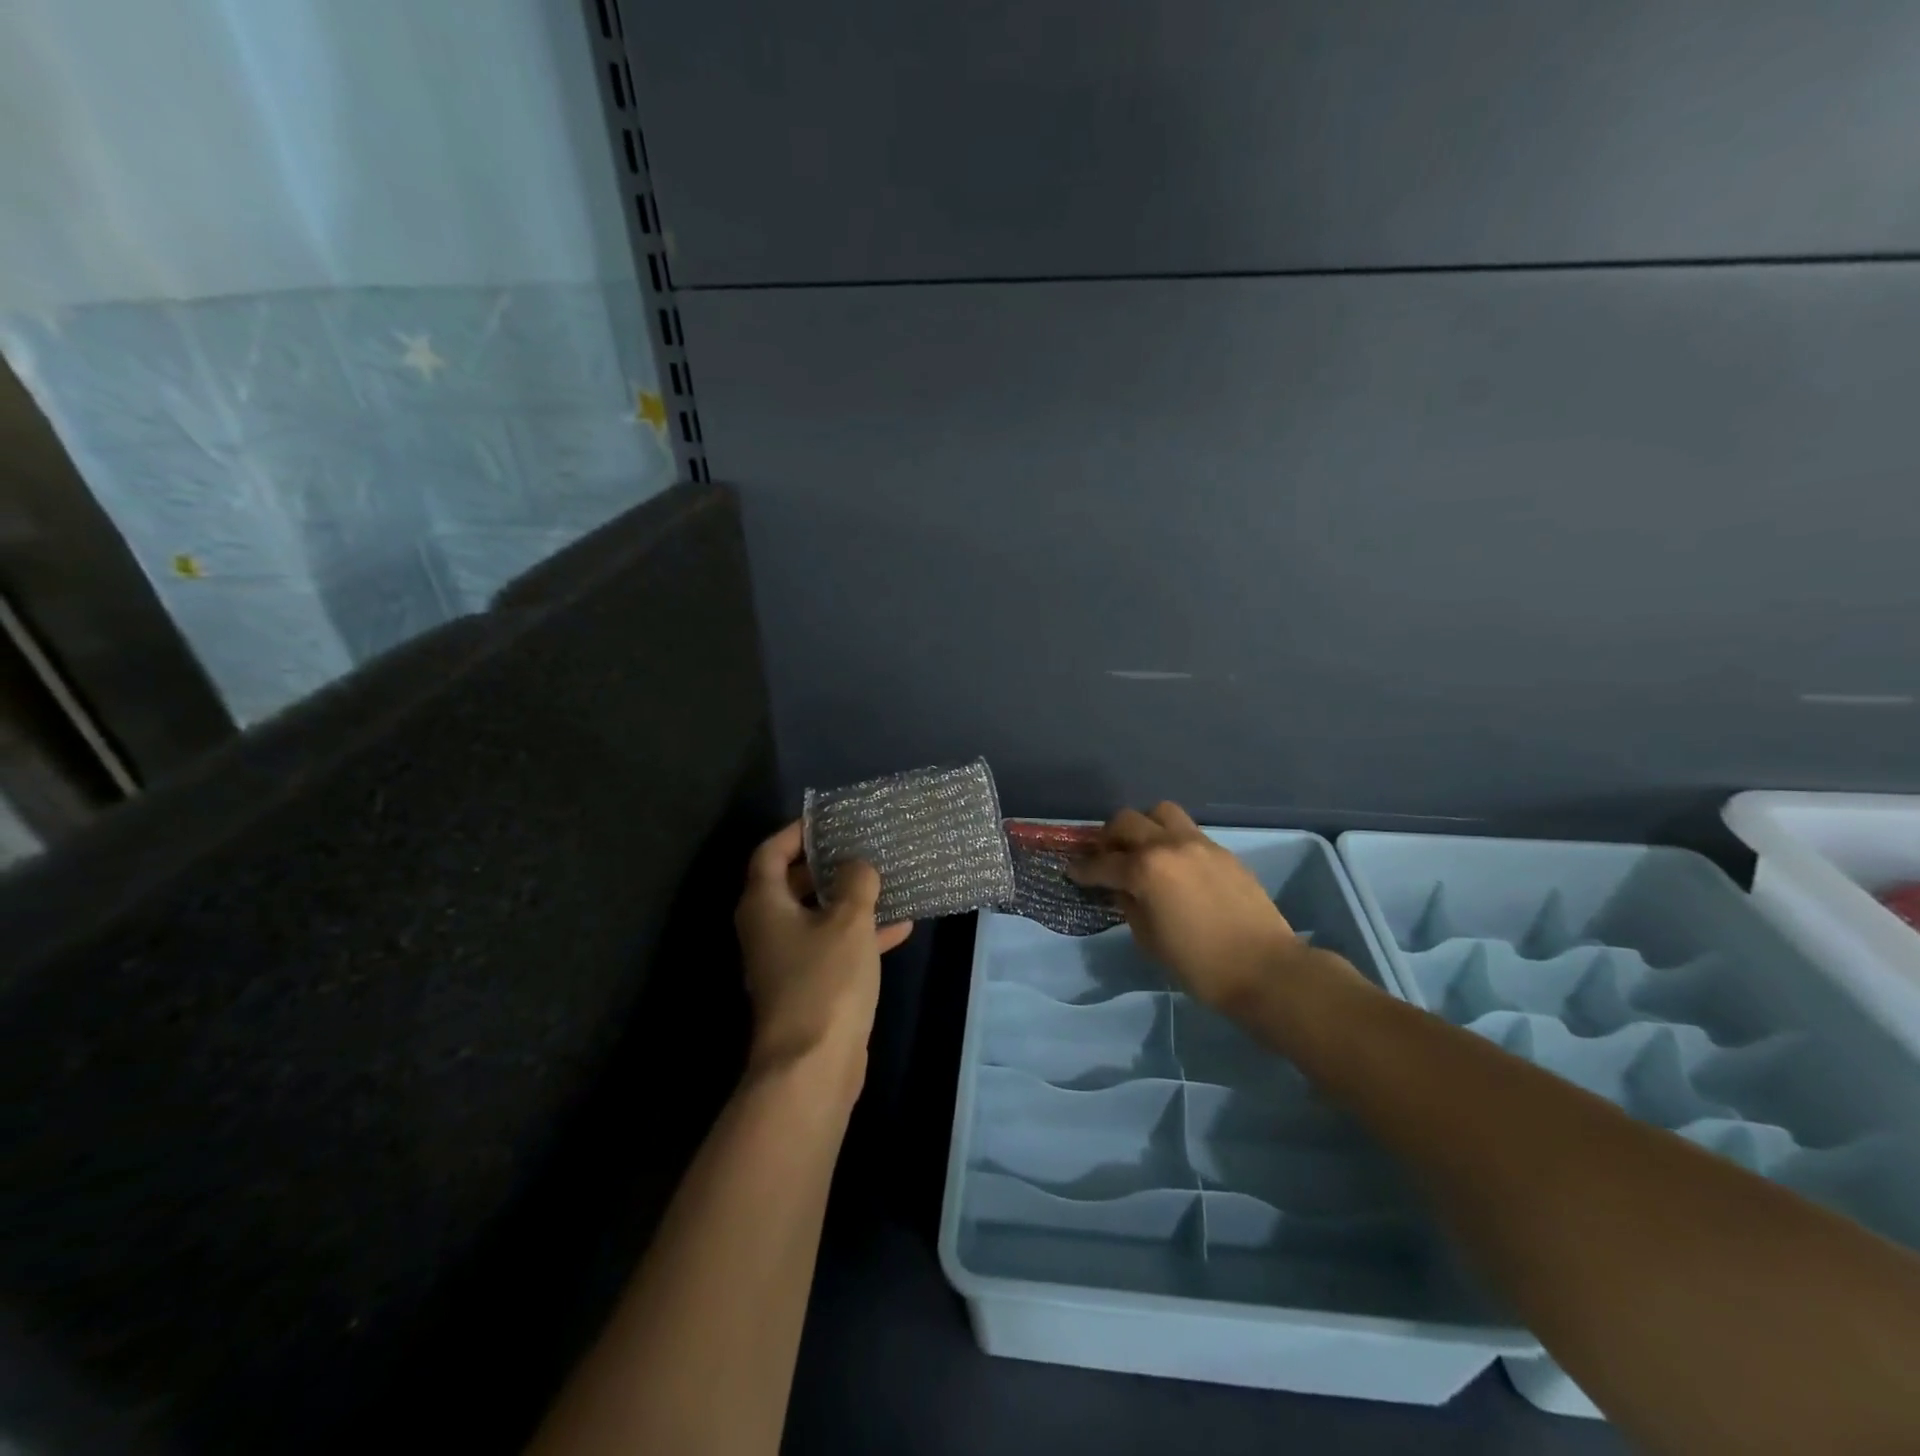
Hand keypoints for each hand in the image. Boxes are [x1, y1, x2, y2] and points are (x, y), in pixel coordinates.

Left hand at [734, 822, 913, 1090]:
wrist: (813, 1066)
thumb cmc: (826, 980)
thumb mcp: (848, 921)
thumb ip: (855, 882)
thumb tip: (856, 865)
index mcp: (764, 905)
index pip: (769, 852)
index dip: (795, 832)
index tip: (827, 820)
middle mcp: (767, 929)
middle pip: (792, 883)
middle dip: (827, 865)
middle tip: (860, 846)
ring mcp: (786, 960)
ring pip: (817, 916)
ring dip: (848, 900)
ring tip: (885, 880)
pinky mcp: (808, 986)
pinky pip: (832, 947)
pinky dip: (859, 935)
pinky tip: (900, 927)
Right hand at [1069, 802, 1343, 1014]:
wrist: (1266, 969)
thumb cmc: (1199, 965)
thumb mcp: (1149, 940)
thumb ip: (1129, 905)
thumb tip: (1121, 888)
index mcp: (1145, 870)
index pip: (1102, 863)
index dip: (1082, 869)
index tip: (1072, 871)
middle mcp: (1169, 845)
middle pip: (1127, 821)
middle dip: (1109, 837)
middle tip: (1106, 857)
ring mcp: (1199, 844)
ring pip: (1160, 812)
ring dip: (1144, 826)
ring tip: (1142, 850)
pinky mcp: (1222, 851)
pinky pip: (1187, 831)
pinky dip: (1171, 839)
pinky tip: (1174, 865)